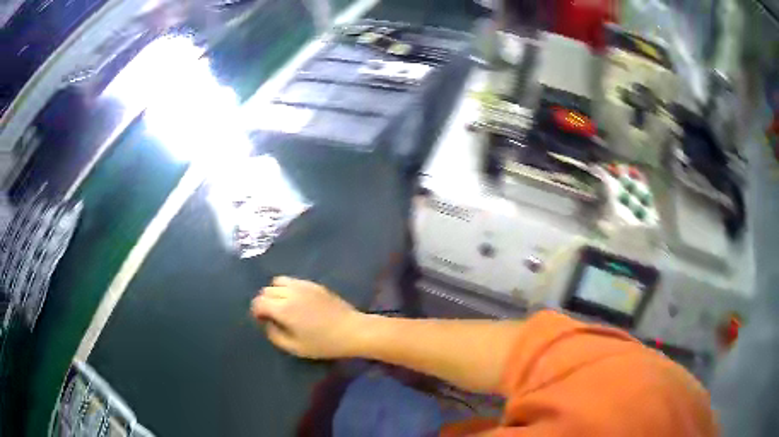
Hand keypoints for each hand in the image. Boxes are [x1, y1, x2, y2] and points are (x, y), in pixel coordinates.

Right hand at [251, 276, 364, 358]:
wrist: (352, 330)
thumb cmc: (323, 343)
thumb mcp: (296, 348)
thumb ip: (275, 335)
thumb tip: (266, 323)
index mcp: (283, 308)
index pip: (259, 302)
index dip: (256, 311)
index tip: (262, 321)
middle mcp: (290, 292)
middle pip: (266, 290)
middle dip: (264, 302)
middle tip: (271, 315)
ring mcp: (303, 285)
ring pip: (278, 281)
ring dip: (274, 292)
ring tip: (282, 306)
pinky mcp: (313, 284)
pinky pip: (292, 280)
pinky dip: (287, 288)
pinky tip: (295, 301)